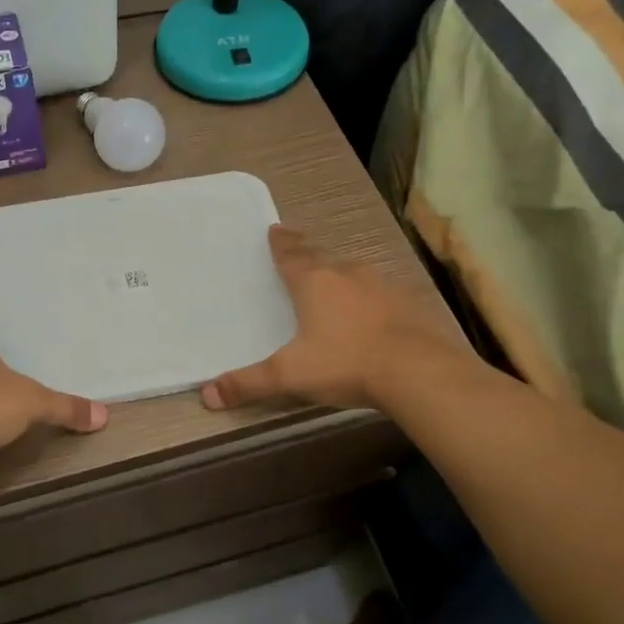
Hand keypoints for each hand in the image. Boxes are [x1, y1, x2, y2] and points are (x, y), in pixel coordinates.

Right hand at [202, 226, 469, 411]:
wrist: (417, 372)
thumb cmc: (345, 364)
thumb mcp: (289, 376)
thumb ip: (248, 384)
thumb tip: (206, 394)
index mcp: (313, 282)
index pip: (291, 255)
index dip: (280, 244)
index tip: (274, 230)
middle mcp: (346, 275)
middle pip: (320, 255)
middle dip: (306, 250)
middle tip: (296, 244)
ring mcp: (380, 286)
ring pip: (351, 269)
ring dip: (337, 269)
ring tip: (329, 272)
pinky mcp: (406, 303)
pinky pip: (378, 290)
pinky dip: (366, 292)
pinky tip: (368, 306)